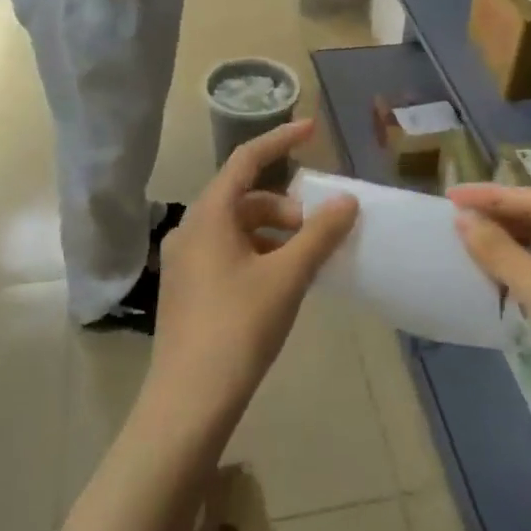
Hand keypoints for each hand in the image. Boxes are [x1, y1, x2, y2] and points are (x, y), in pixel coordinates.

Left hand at [147, 120, 358, 434]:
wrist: (188, 401)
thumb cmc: (239, 327)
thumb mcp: (287, 277)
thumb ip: (319, 234)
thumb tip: (347, 200)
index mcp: (208, 216)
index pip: (246, 160)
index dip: (280, 140)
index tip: (312, 130)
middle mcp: (190, 230)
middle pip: (243, 198)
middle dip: (284, 205)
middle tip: (316, 231)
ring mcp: (184, 262)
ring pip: (236, 228)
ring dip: (273, 233)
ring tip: (304, 261)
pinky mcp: (186, 289)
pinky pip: (227, 253)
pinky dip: (258, 254)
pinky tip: (279, 284)